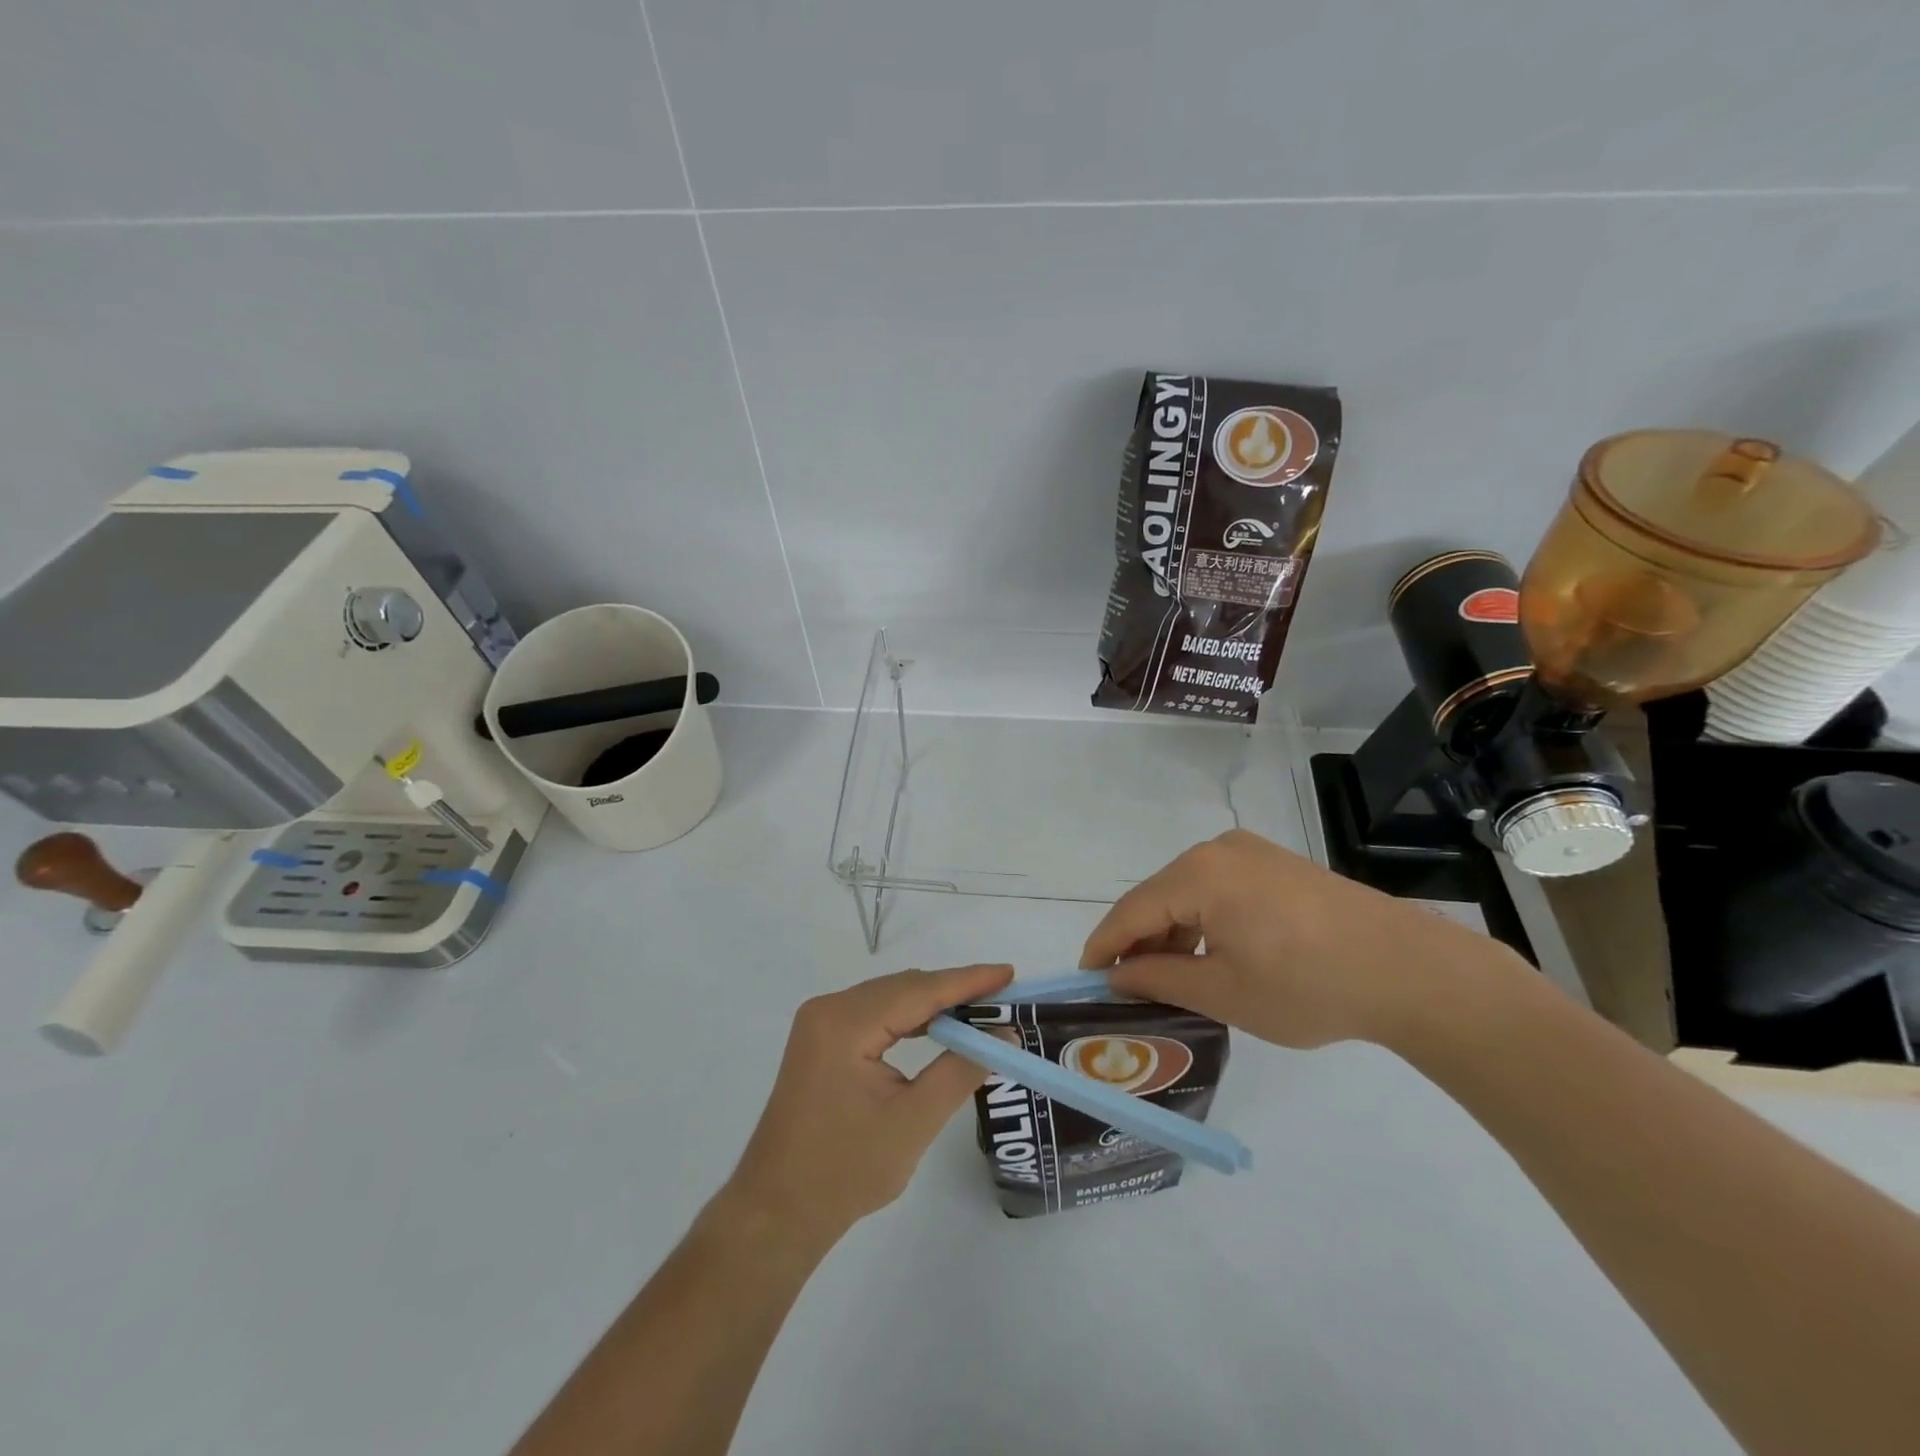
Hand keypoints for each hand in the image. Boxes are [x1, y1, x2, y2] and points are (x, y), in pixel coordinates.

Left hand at [723, 964, 1014, 1248]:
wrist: (776, 1212)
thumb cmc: (844, 1172)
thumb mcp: (913, 1122)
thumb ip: (961, 1071)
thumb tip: (1004, 1035)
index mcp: (844, 1023)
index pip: (918, 990)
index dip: (967, 981)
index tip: (1008, 972)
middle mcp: (829, 1009)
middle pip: (903, 988)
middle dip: (953, 991)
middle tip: (1002, 998)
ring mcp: (820, 1023)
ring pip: (890, 998)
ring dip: (933, 1004)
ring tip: (980, 1011)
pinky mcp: (821, 1040)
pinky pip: (875, 1015)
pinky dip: (909, 1019)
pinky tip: (937, 1029)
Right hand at [1080, 829, 1524, 1048]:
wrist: (1409, 970)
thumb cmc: (1307, 985)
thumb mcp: (1223, 992)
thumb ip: (1159, 978)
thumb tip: (1118, 974)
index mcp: (1197, 875)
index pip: (1131, 911)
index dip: (1103, 946)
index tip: (1084, 977)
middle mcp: (1216, 850)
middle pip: (1157, 896)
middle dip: (1138, 940)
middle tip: (1126, 985)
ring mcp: (1250, 852)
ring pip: (1188, 891)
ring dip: (1172, 931)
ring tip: (1168, 976)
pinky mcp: (1276, 863)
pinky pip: (1218, 888)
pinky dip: (1203, 919)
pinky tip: (1210, 953)